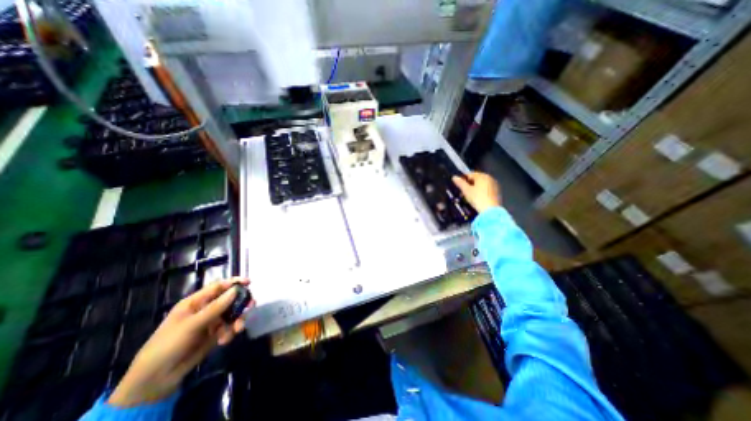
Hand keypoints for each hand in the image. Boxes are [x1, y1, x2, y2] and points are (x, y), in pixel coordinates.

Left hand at [110, 278, 253, 405]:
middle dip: (241, 303)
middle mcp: (206, 309)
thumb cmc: (168, 345)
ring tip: (237, 329)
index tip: (249, 283)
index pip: (218, 286)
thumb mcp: (191, 325)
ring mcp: (211, 322)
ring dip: (237, 320)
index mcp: (196, 302)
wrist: (156, 379)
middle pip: (229, 299)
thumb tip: (235, 290)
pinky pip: (229, 327)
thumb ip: (215, 307)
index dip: (233, 283)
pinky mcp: (215, 334)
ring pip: (232, 314)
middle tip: (251, 306)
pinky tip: (224, 340)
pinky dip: (230, 332)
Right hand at [452, 169, 503, 211]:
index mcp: (482, 176)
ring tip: (469, 196)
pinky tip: (477, 198)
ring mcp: (494, 185)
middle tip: (463, 191)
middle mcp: (489, 178)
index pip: (470, 174)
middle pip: (476, 179)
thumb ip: (460, 183)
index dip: (463, 179)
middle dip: (469, 184)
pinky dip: (481, 192)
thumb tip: (454, 177)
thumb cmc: (477, 198)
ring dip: (475, 188)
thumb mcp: (466, 190)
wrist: (490, 210)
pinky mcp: (497, 192)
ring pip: (482, 184)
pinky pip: (486, 189)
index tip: (458, 186)